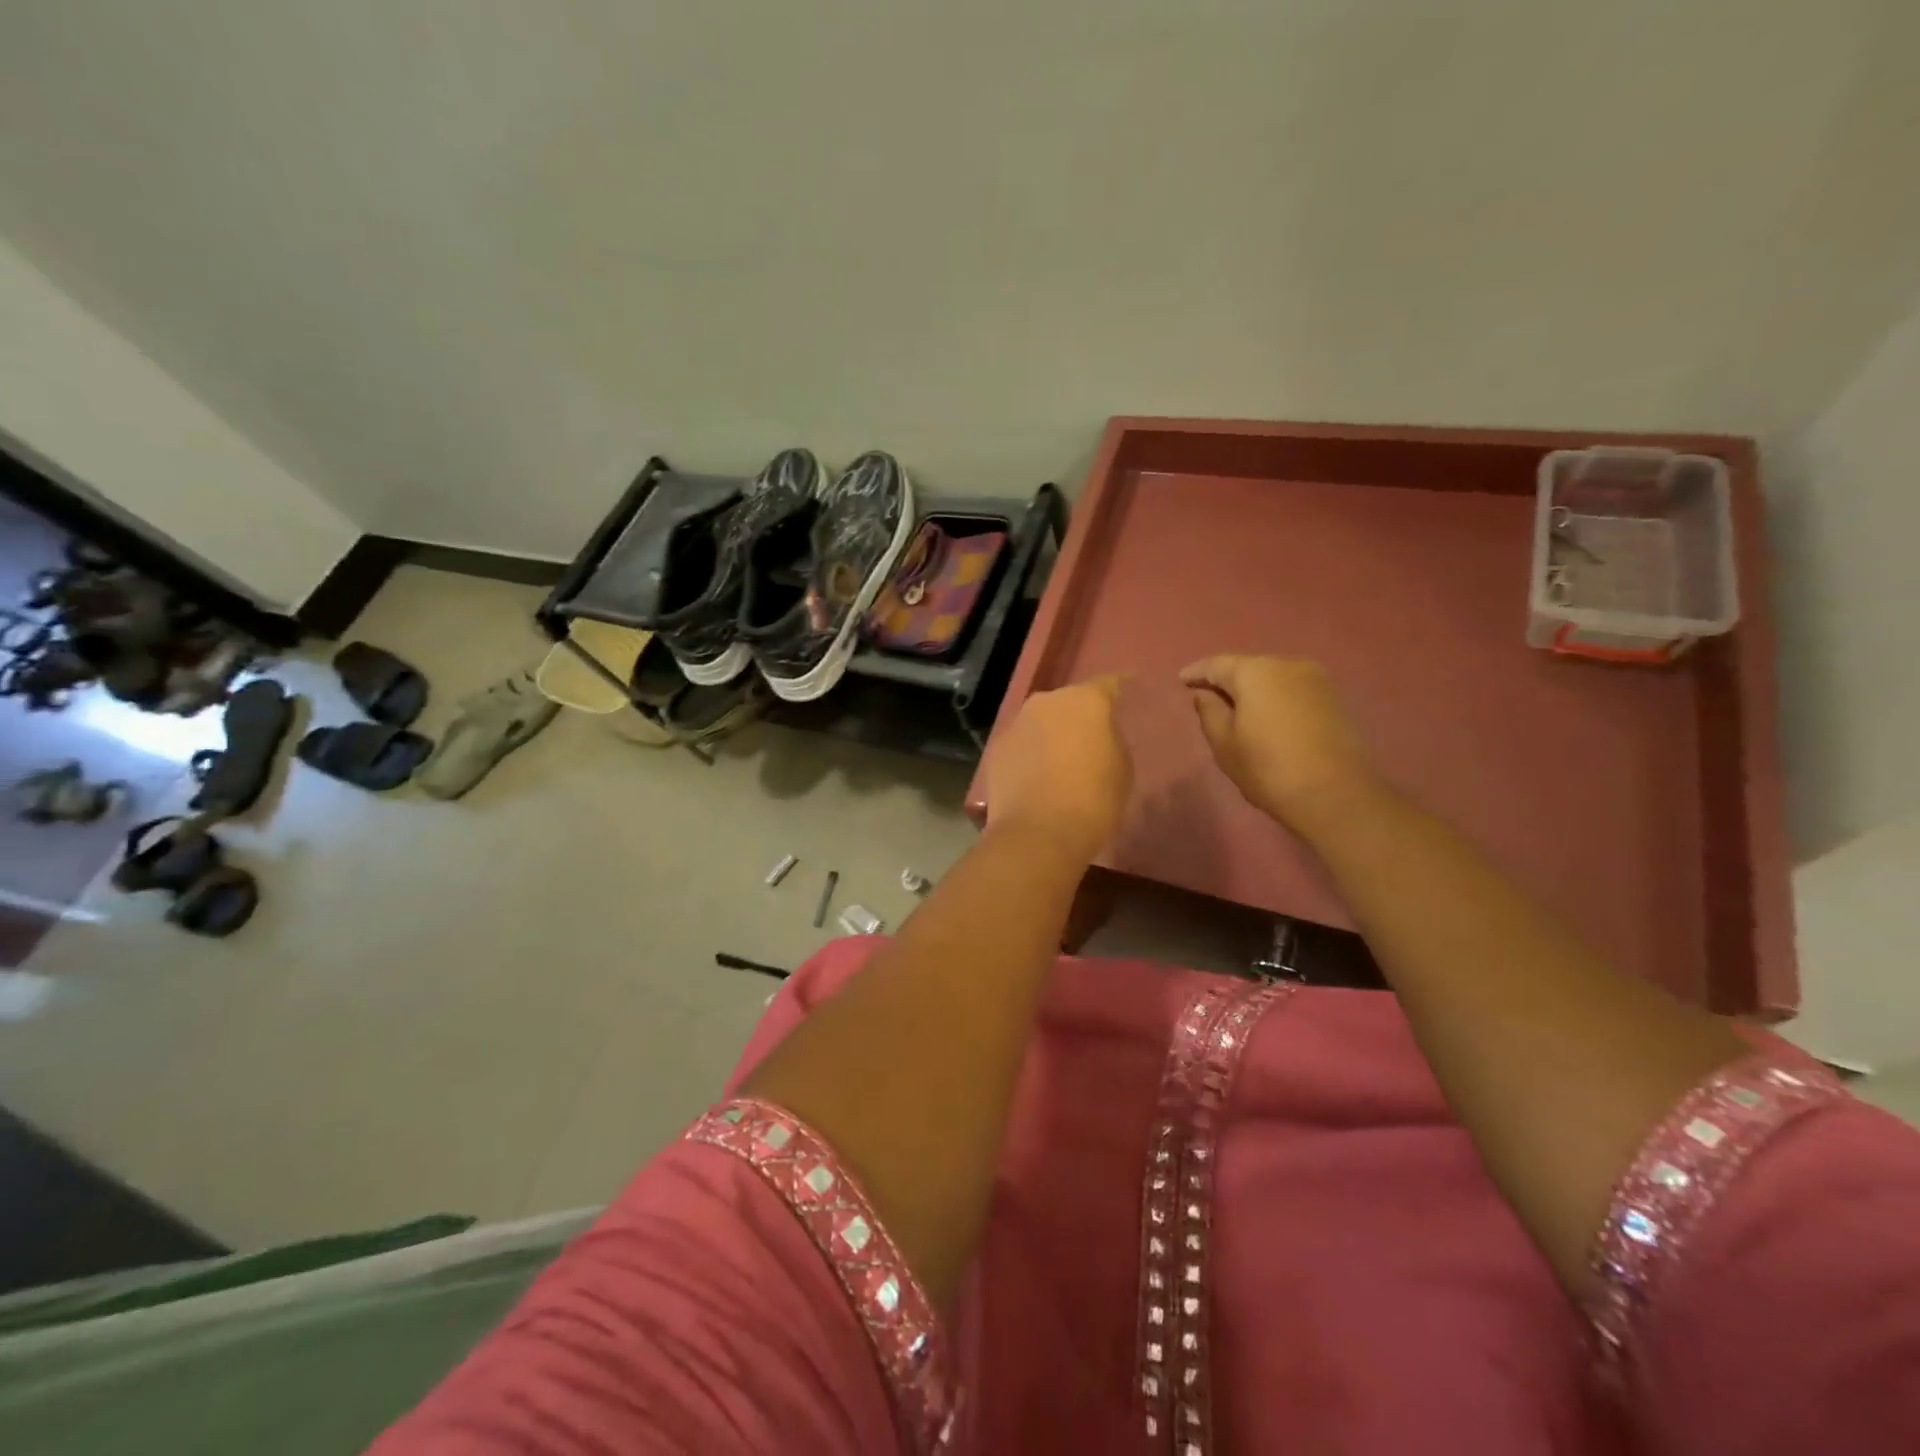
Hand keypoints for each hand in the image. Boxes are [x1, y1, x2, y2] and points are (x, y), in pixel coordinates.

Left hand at [984, 675, 1132, 863]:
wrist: (1038, 833)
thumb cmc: (1093, 799)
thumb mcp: (1122, 768)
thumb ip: (1112, 741)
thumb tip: (1098, 737)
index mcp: (1085, 700)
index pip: (1109, 684)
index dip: (1120, 687)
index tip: (1129, 688)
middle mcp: (1046, 702)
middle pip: (1069, 702)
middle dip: (1081, 715)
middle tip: (1093, 735)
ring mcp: (1016, 724)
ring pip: (1041, 722)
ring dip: (1052, 734)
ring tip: (1063, 758)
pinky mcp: (996, 749)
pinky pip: (1022, 745)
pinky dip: (1031, 754)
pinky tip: (1037, 775)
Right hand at [1180, 655, 1376, 832]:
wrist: (1334, 793)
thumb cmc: (1268, 768)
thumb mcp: (1225, 743)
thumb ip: (1209, 712)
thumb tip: (1204, 694)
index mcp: (1255, 672)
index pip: (1217, 664)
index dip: (1197, 672)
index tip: (1182, 679)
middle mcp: (1286, 664)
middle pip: (1247, 666)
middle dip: (1226, 678)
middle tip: (1207, 693)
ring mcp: (1315, 679)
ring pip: (1272, 676)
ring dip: (1252, 687)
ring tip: (1236, 705)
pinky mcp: (1332, 697)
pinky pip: (1291, 688)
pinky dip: (1274, 696)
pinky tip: (1265, 712)